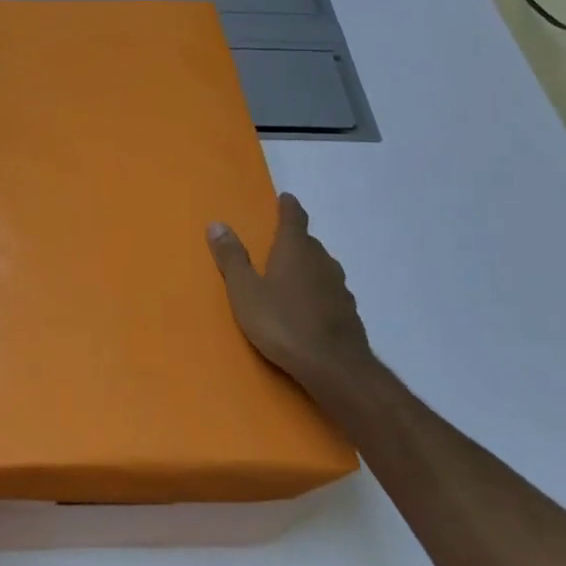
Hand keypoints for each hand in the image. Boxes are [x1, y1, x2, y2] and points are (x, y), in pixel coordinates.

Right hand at [208, 193, 380, 405]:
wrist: (334, 367)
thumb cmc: (282, 323)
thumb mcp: (245, 291)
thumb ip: (232, 258)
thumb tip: (217, 224)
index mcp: (295, 250)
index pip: (293, 218)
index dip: (288, 207)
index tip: (285, 198)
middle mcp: (322, 261)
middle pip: (308, 242)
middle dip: (294, 240)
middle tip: (277, 243)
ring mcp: (339, 287)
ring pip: (321, 267)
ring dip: (307, 266)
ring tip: (290, 276)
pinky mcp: (348, 312)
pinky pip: (329, 291)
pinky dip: (317, 291)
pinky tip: (308, 307)